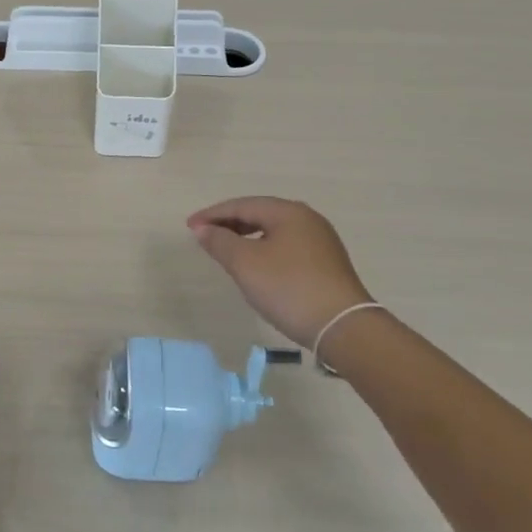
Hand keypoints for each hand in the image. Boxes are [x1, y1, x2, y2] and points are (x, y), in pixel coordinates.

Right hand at [187, 197, 370, 346]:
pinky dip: (264, 248)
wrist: (342, 327)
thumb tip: (203, 229)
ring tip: (227, 250)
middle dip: (230, 223)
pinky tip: (257, 265)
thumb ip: (220, 242)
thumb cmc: (288, 288)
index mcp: (288, 212)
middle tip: (205, 236)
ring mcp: (321, 241)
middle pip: (260, 213)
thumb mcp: (245, 264)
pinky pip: (286, 245)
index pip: (242, 205)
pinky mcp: (327, 263)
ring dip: (247, 236)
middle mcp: (307, 219)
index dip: (213, 214)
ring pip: (274, 230)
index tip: (189, 226)